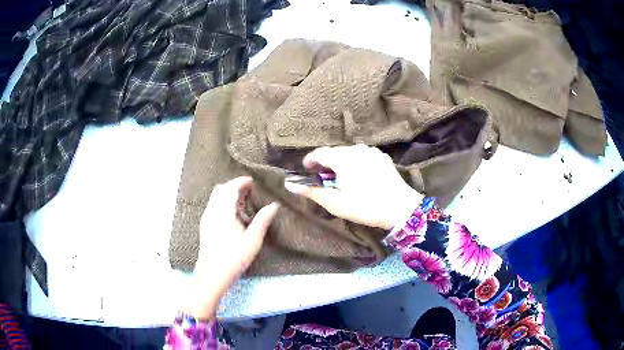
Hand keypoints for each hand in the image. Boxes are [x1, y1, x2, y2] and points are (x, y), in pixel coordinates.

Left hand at [186, 177, 278, 319]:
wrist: (212, 274)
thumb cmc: (234, 258)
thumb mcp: (253, 240)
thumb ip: (262, 220)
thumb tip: (274, 205)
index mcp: (224, 211)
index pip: (231, 188)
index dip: (241, 182)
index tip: (252, 181)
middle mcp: (212, 211)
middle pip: (220, 189)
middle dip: (233, 185)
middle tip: (248, 189)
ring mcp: (206, 218)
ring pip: (215, 197)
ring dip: (227, 193)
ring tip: (241, 200)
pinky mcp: (204, 225)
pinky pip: (212, 205)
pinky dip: (222, 201)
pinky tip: (231, 213)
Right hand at [284, 145, 423, 229]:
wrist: (400, 208)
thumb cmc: (364, 206)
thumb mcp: (335, 202)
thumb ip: (311, 191)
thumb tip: (288, 183)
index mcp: (342, 158)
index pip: (320, 153)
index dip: (310, 161)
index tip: (306, 170)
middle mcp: (356, 149)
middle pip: (335, 152)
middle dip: (327, 163)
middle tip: (324, 179)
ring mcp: (371, 151)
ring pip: (349, 153)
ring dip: (342, 163)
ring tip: (342, 179)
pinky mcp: (382, 157)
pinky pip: (363, 156)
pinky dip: (356, 163)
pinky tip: (360, 177)